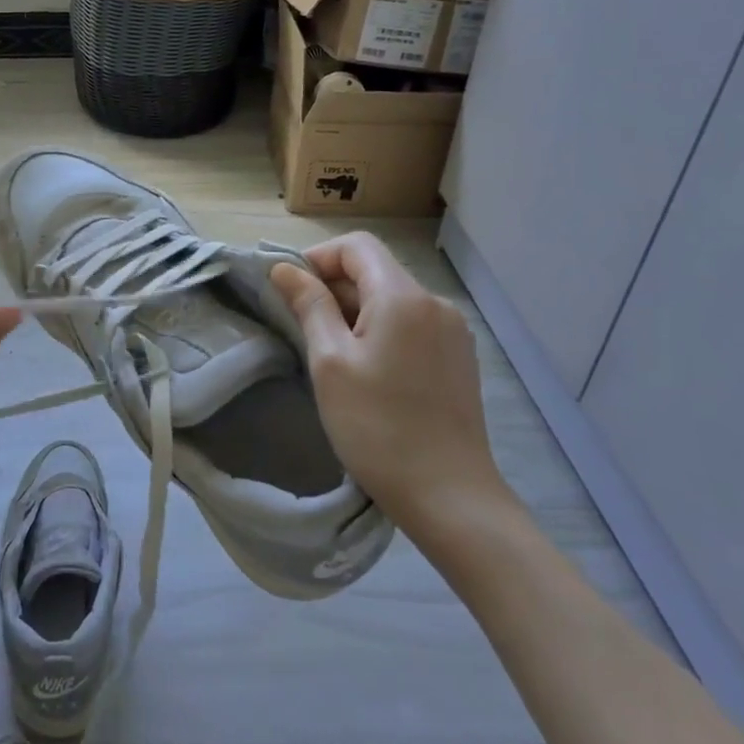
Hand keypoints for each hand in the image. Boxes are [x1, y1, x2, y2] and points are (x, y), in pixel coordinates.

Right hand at [270, 234, 512, 544]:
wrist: (450, 497)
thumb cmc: (377, 427)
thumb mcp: (330, 362)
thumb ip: (309, 306)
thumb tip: (284, 268)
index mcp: (403, 297)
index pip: (356, 246)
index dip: (318, 258)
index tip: (291, 292)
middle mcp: (434, 303)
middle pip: (375, 270)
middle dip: (334, 288)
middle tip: (303, 329)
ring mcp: (452, 331)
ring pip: (392, 299)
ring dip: (356, 311)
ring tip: (333, 356)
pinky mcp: (458, 357)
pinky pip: (411, 324)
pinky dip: (381, 330)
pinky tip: (369, 371)